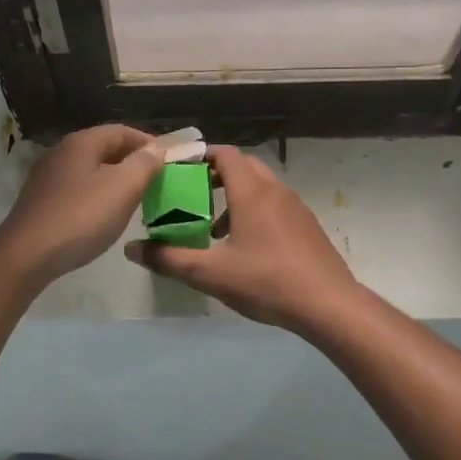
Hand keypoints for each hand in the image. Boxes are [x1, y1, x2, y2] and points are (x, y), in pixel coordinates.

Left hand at [0, 124, 165, 284]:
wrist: (27, 255)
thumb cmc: (81, 217)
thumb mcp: (122, 189)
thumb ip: (144, 165)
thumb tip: (156, 150)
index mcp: (81, 142)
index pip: (121, 131)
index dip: (148, 142)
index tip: (168, 160)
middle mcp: (61, 152)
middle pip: (104, 148)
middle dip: (131, 160)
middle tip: (155, 179)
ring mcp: (47, 176)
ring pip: (90, 169)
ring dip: (114, 178)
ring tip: (135, 197)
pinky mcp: (40, 200)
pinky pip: (77, 188)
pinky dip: (96, 193)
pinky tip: (104, 213)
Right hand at [124, 146, 357, 331]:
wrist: (328, 304)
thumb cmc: (266, 281)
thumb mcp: (209, 274)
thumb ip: (168, 259)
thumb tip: (131, 248)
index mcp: (251, 192)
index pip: (225, 154)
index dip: (201, 155)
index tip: (180, 168)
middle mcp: (275, 190)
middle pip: (243, 167)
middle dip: (216, 175)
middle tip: (193, 195)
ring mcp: (296, 208)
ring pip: (261, 187)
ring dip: (236, 197)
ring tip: (215, 228)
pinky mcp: (308, 226)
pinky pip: (276, 206)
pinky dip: (256, 212)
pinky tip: (247, 248)